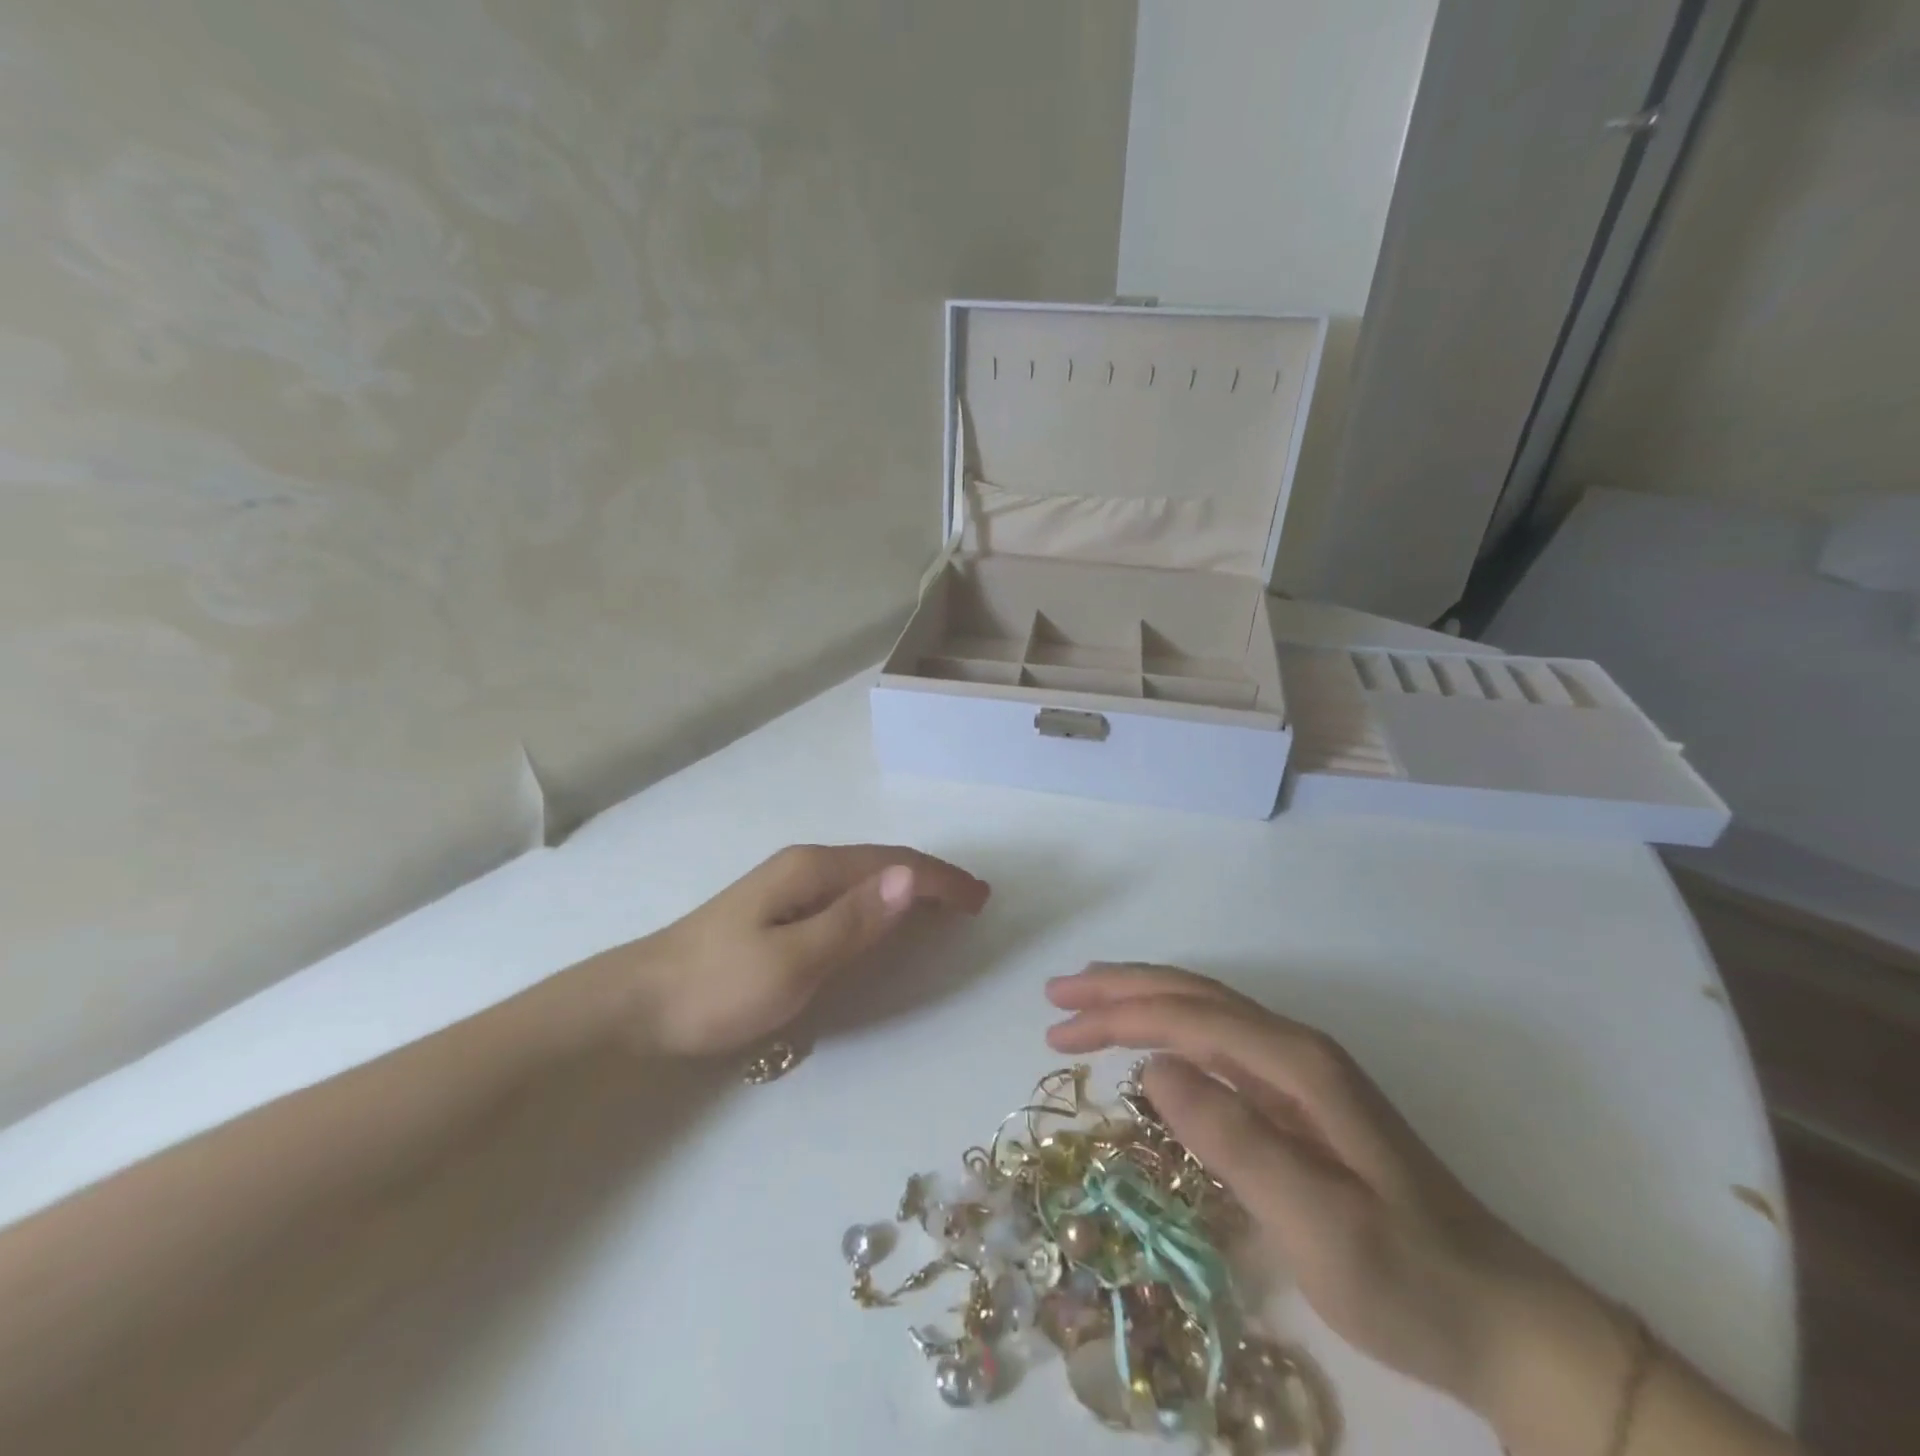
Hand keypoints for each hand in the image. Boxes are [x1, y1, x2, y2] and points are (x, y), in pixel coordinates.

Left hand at [590, 844, 988, 1057]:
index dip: (940, 880)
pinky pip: (847, 895)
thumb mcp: (793, 960)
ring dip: (907, 886)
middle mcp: (804, 867)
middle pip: (883, 863)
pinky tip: (883, 915)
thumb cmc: (717, 986)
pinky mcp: (777, 909)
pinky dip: (880, 901)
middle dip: (931, 878)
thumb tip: (911, 878)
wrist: (637, 1003)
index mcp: (812, 870)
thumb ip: (854, 920)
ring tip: (942, 904)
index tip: (980, 899)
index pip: (894, 865)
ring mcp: (788, 886)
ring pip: (865, 878)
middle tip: (972, 900)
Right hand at [1044, 964, 1629, 1442]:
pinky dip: (1170, 1033)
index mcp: (1296, 1061)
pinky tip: (1149, 1047)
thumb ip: (1231, 1136)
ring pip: (1204, 1014)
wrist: (1503, 1321)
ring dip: (1142, 1003)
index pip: (1189, 1015)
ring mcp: (1300, 1074)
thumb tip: (1151, 1067)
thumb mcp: (1314, 1218)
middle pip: (1193, 996)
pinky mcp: (1300, 1102)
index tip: (1059, 1028)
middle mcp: (1295, 1050)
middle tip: (1057, 996)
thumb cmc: (1405, 1275)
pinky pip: (1217, 1045)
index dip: (1119, 1014)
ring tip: (1087, 1004)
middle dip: (1120, 989)